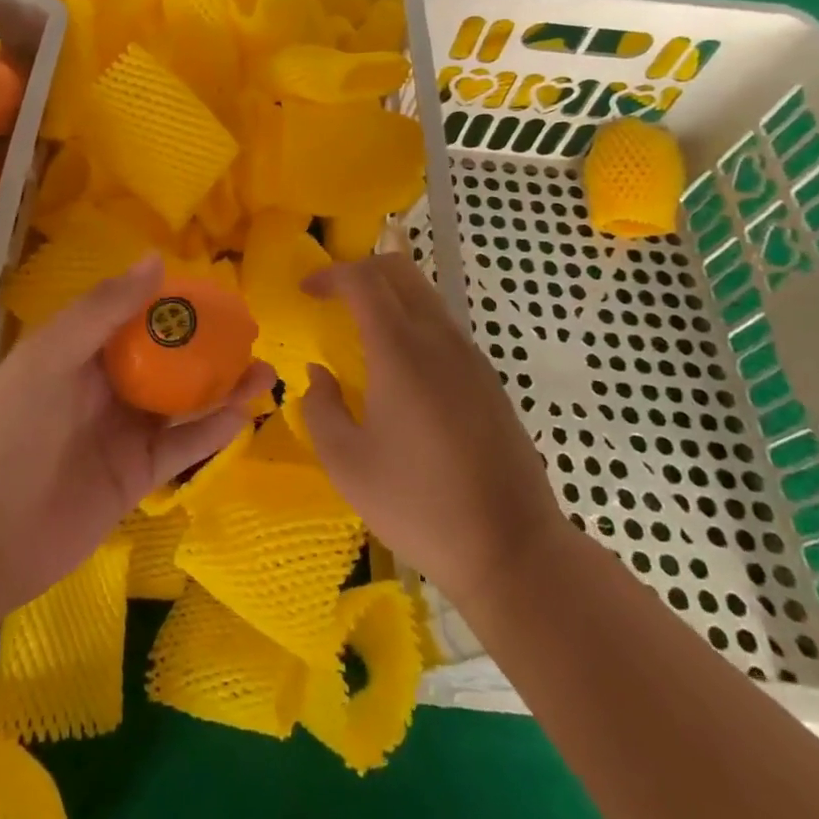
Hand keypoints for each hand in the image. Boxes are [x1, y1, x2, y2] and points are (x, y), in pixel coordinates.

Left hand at [0, 256, 270, 623]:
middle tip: (254, 332)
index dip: (175, 303)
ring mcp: (124, 432)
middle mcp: (108, 386)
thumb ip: (103, 310)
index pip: (137, 316)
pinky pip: (183, 447)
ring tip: (266, 371)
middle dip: (210, 345)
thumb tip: (157, 260)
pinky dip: (213, 430)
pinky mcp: (137, 476)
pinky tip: (244, 413)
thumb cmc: (9, 431)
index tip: (219, 291)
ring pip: (184, 402)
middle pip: (168, 358)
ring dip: (223, 386)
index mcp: (82, 351)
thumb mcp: (50, 357)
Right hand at [298, 252, 560, 603]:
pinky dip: (412, 321)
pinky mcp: (489, 379)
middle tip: (332, 296)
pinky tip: (400, 368)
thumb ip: (320, 408)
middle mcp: (439, 338)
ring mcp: (470, 356)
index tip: (305, 291)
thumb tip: (318, 374)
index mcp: (400, 350)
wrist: (512, 549)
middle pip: (400, 270)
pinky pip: (443, 326)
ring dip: (389, 295)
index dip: (330, 274)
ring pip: (426, 295)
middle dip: (361, 269)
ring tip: (361, 330)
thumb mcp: (347, 464)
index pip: (363, 280)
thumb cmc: (419, 505)